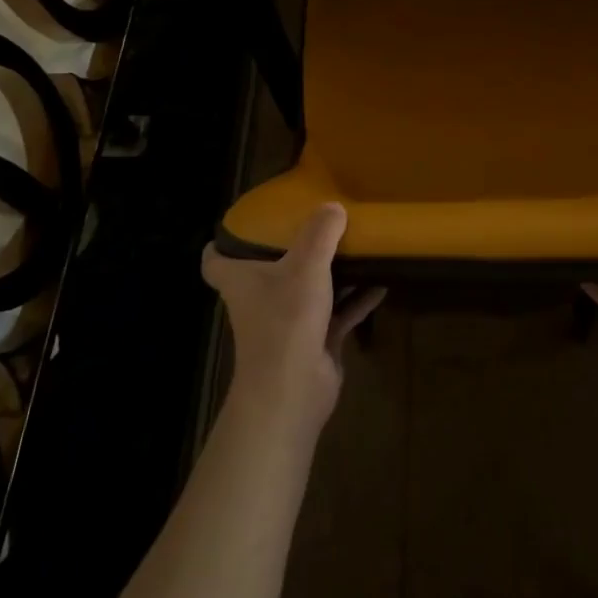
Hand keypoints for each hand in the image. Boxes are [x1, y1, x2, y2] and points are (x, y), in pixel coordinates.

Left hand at [201, 203, 384, 441]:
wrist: (294, 391)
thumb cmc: (286, 321)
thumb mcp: (306, 265)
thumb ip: (321, 232)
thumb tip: (333, 206)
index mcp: (242, 280)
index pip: (215, 260)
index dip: (223, 242)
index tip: (243, 222)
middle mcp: (260, 300)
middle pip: (268, 270)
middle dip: (290, 249)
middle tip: (315, 222)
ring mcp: (288, 322)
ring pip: (309, 289)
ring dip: (330, 272)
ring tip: (355, 245)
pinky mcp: (315, 340)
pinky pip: (339, 312)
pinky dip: (357, 298)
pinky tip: (382, 282)